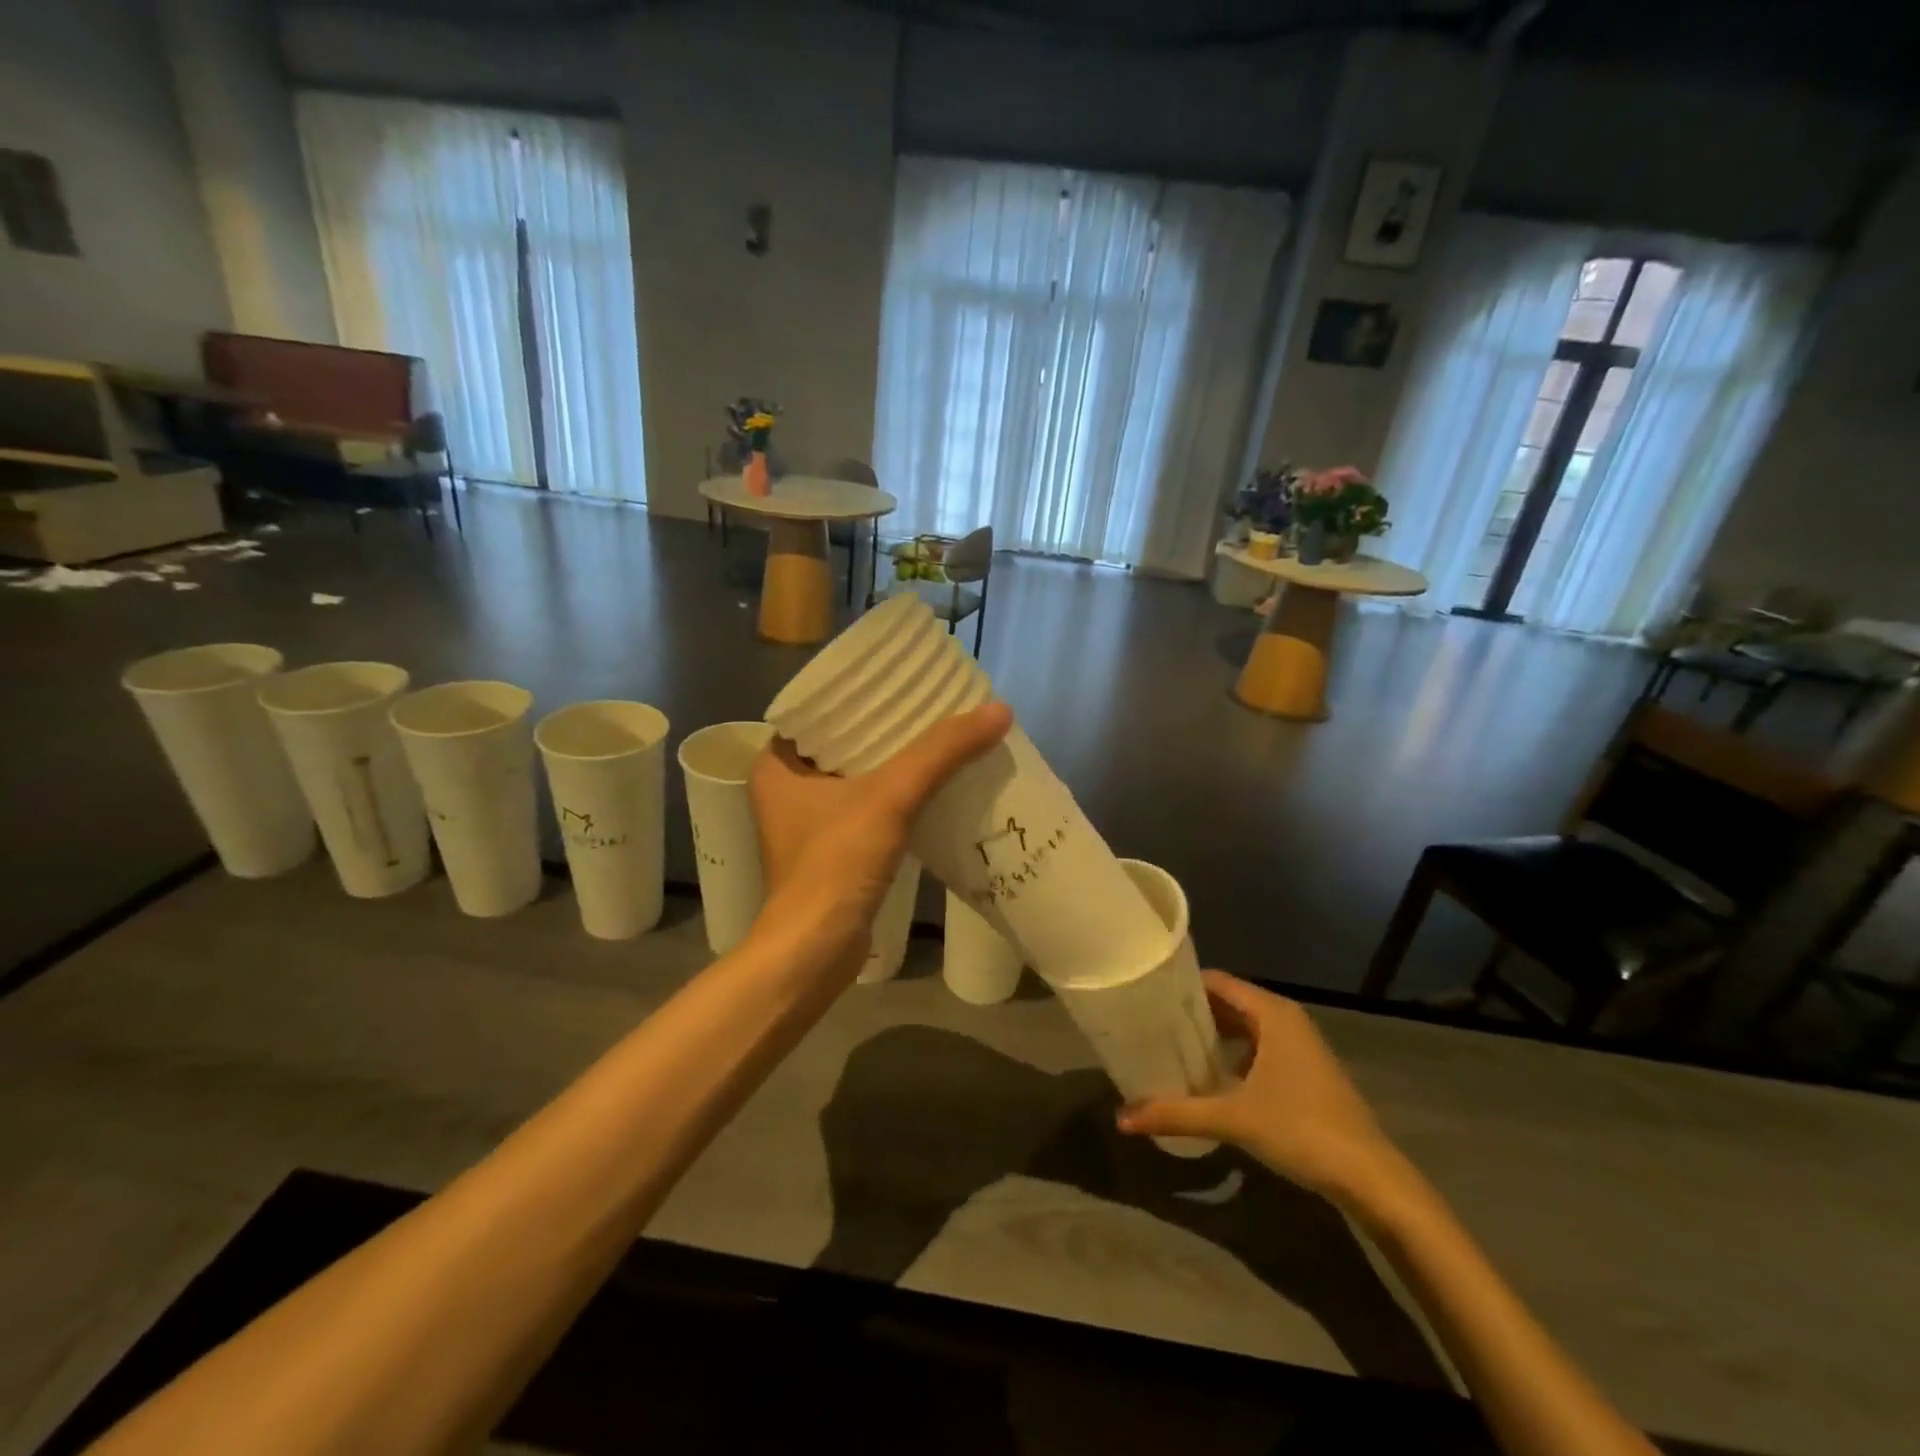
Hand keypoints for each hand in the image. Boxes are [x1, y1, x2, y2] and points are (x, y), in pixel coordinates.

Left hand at [748, 702, 1012, 980]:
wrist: (816, 951)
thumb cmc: (836, 863)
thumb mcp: (890, 796)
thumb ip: (941, 752)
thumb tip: (999, 710)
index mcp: (777, 763)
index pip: (822, 710)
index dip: (863, 693)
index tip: (905, 680)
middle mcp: (786, 788)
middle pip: (845, 743)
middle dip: (889, 728)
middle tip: (934, 707)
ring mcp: (807, 823)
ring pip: (859, 776)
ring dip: (896, 763)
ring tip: (941, 739)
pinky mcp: (831, 852)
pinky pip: (867, 807)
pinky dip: (897, 796)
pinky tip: (933, 787)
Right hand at [1116, 972, 1406, 1207]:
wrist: (1372, 1179)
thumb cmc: (1302, 1130)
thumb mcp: (1233, 1119)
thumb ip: (1176, 1113)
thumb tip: (1121, 1118)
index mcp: (1272, 1013)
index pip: (1217, 982)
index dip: (1181, 986)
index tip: (1146, 996)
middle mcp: (1286, 1019)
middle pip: (1229, 1002)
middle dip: (1192, 1012)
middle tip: (1150, 1022)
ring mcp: (1299, 1046)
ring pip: (1244, 1027)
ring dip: (1211, 1035)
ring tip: (1170, 1047)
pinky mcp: (1305, 1071)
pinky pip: (1257, 1047)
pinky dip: (1232, 1054)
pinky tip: (1208, 1077)